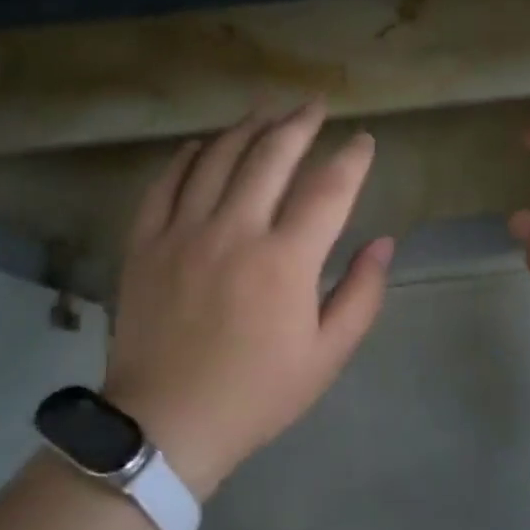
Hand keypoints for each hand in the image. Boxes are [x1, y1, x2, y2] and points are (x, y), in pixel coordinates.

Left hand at [103, 99, 392, 498]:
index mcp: (286, 261)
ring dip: (247, 127)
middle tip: (315, 104)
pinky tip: (205, 145)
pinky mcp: (146, 243)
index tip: (364, 140)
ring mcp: (183, 232)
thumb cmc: (258, 393)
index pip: (328, 189)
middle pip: (271, 156)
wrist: (166, 424)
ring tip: (267, 111)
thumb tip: (383, 242)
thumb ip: (361, 294)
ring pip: (218, 158)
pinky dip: (189, 156)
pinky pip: (167, 183)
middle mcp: (235, 231)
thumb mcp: (327, 355)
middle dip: (299, 123)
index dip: (351, 158)